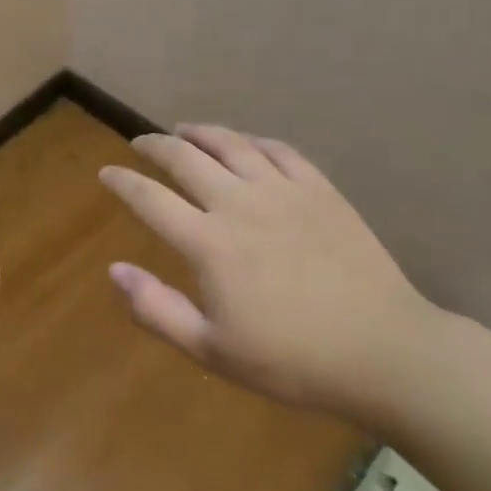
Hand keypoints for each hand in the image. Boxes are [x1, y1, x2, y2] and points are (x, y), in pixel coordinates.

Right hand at [99, 124, 441, 422]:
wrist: (384, 352)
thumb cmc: (293, 361)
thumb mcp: (213, 351)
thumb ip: (157, 309)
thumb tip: (114, 270)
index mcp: (209, 243)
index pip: (150, 198)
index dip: (123, 182)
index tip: (106, 173)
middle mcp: (239, 204)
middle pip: (185, 158)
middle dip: (154, 145)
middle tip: (139, 143)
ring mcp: (283, 191)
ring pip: (231, 143)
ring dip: (200, 132)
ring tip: (183, 129)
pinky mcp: (320, 190)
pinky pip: (279, 150)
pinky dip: (252, 140)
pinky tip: (245, 144)